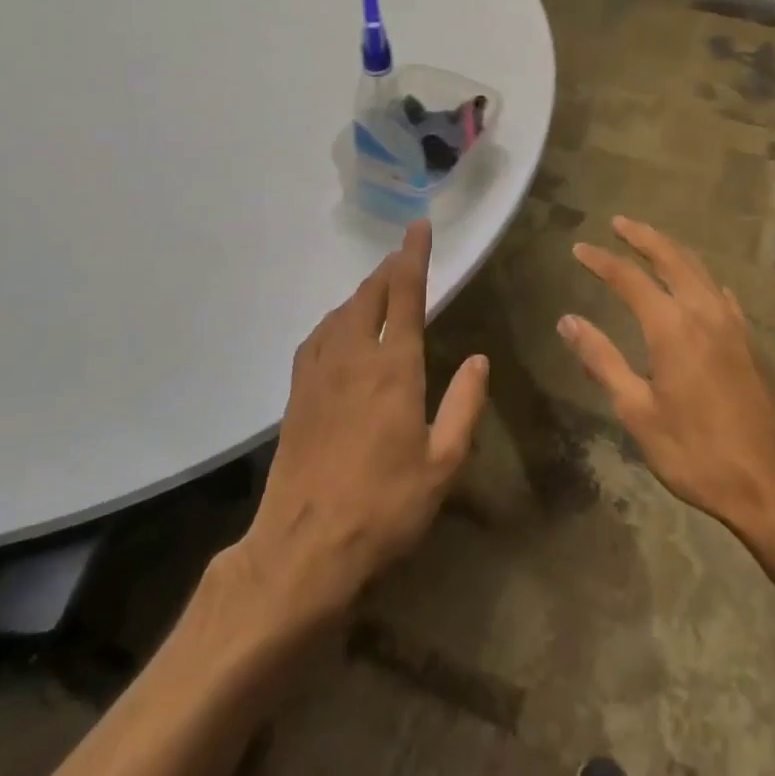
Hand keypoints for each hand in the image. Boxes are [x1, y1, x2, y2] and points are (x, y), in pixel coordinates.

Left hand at [241, 220, 488, 618]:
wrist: (303, 548)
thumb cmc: (385, 507)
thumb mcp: (443, 464)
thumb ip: (464, 405)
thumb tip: (477, 359)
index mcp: (393, 369)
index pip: (404, 295)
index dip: (413, 257)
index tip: (418, 227)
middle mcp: (352, 358)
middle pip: (368, 295)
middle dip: (388, 269)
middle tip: (404, 255)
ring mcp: (318, 374)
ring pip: (340, 313)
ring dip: (362, 292)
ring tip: (378, 287)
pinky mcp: (296, 393)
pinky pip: (317, 337)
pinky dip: (335, 319)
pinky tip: (340, 329)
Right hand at [559, 217, 774, 545]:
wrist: (772, 484)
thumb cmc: (695, 452)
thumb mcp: (637, 411)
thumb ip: (602, 361)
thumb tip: (568, 321)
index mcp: (672, 328)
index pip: (629, 279)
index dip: (602, 261)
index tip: (579, 249)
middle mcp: (705, 313)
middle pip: (672, 259)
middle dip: (644, 238)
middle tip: (620, 223)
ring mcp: (734, 326)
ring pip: (701, 271)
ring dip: (673, 251)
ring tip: (652, 243)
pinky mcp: (751, 343)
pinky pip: (722, 293)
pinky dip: (701, 277)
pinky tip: (700, 285)